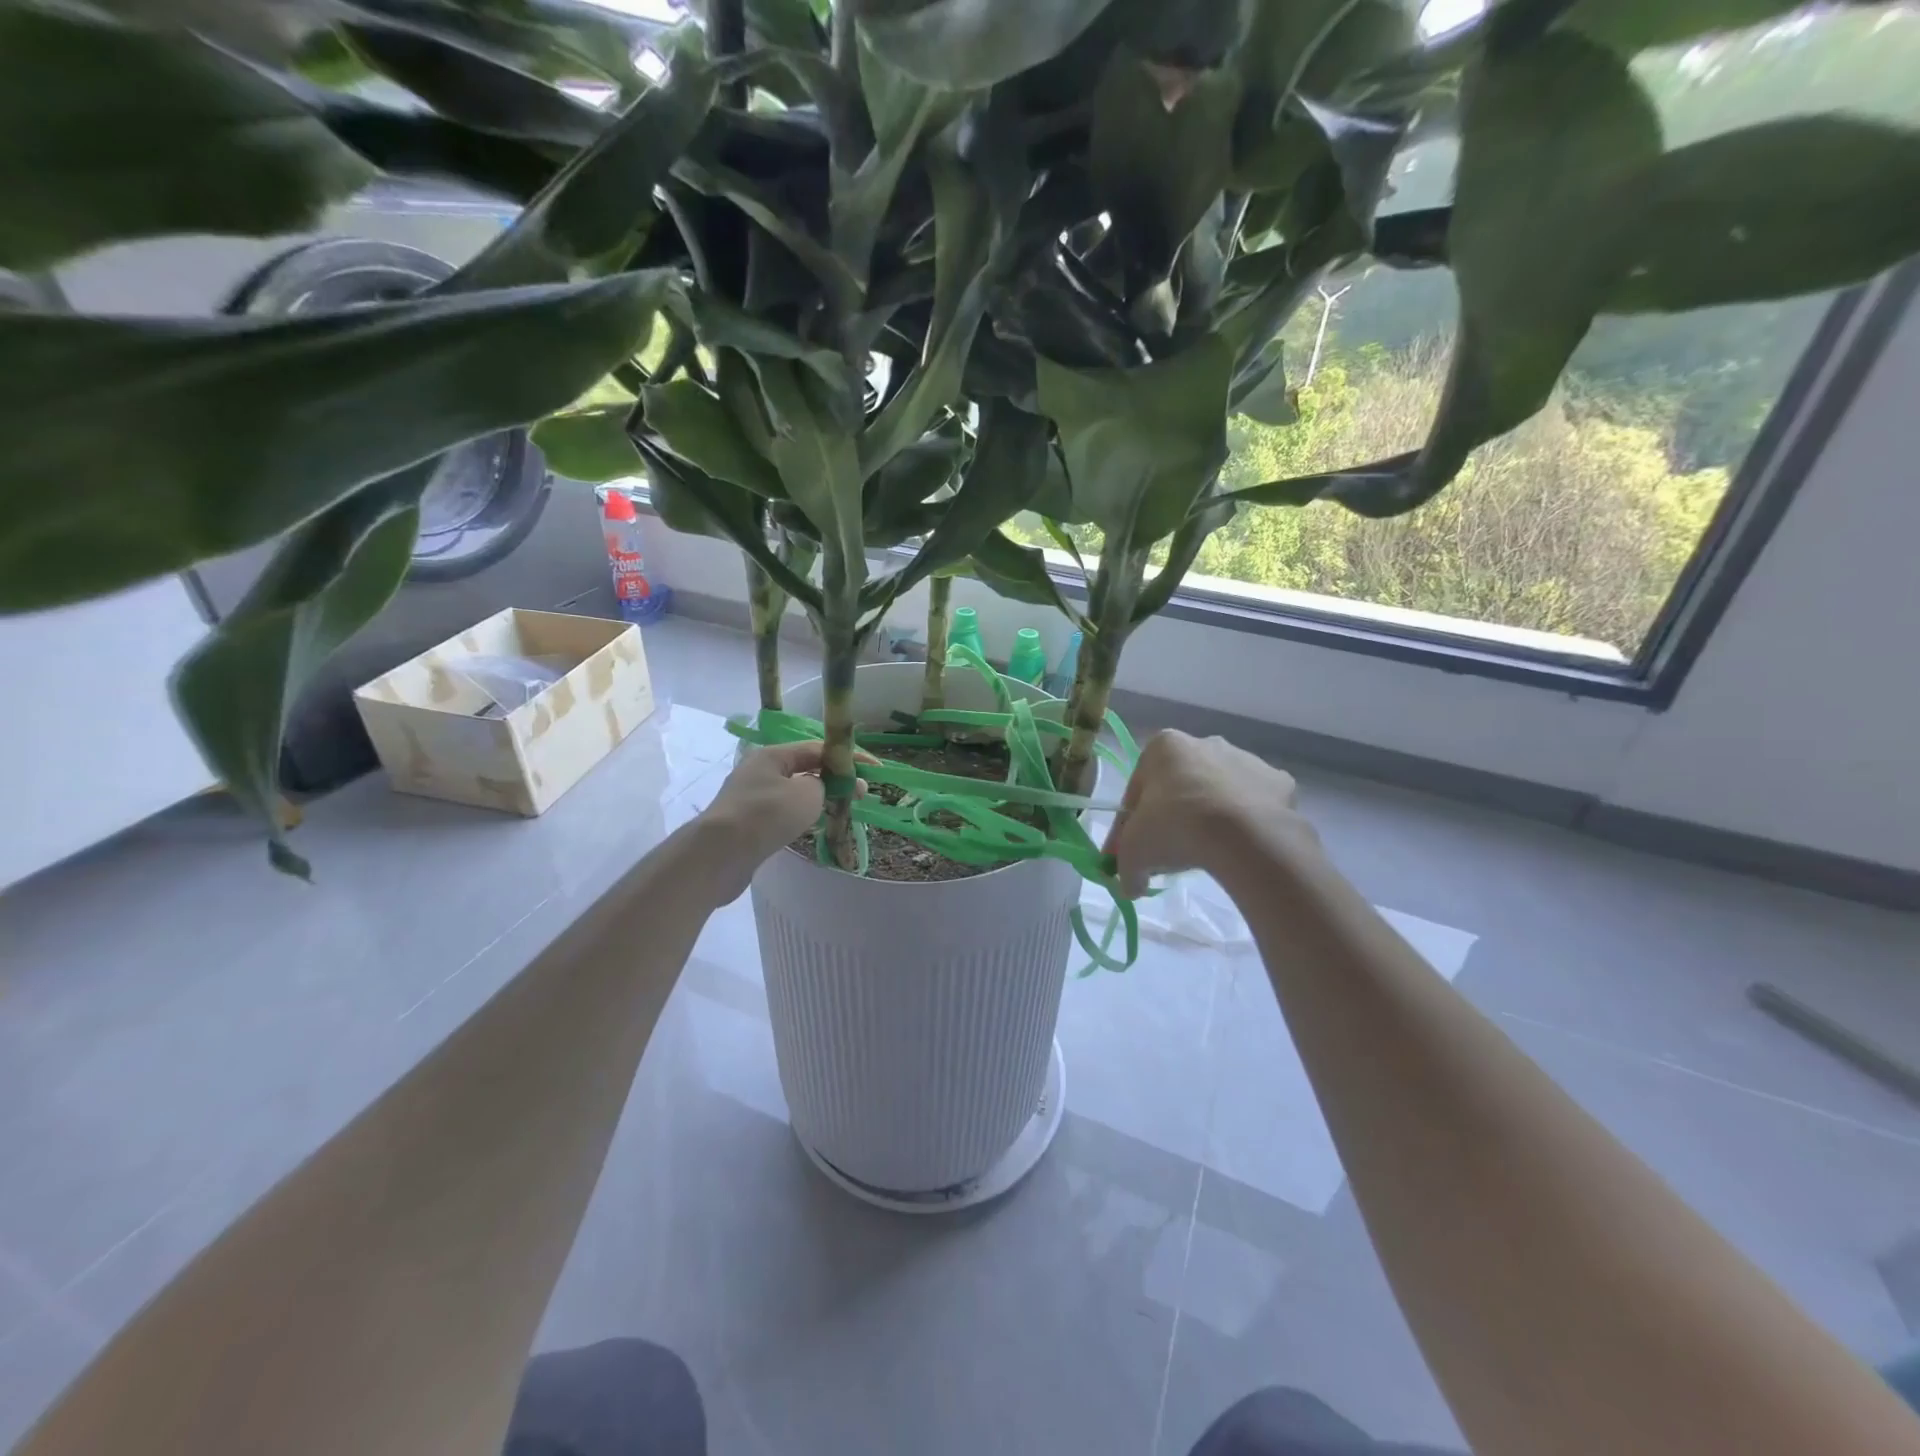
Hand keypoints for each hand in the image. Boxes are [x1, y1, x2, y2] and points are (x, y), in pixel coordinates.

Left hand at [699, 742, 866, 897]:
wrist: (719, 855)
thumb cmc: (766, 816)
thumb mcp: (806, 794)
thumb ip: (824, 785)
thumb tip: (824, 788)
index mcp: (772, 755)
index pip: (818, 748)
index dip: (849, 757)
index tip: (874, 770)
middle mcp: (759, 770)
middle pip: (805, 768)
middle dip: (835, 779)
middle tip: (860, 794)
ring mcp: (751, 797)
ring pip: (794, 791)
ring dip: (819, 798)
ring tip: (841, 810)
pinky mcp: (747, 823)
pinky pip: (782, 812)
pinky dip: (802, 815)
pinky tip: (813, 826)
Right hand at [1103, 730, 1313, 898]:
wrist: (1243, 836)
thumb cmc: (1175, 827)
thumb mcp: (1133, 852)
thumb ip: (1125, 867)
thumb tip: (1129, 886)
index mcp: (1164, 747)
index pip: (1138, 788)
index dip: (1131, 823)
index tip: (1133, 850)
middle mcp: (1205, 742)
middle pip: (1181, 784)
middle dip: (1174, 814)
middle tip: (1170, 852)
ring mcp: (1247, 759)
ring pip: (1219, 791)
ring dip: (1211, 816)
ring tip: (1207, 852)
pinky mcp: (1280, 781)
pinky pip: (1256, 804)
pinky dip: (1247, 822)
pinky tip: (1239, 847)